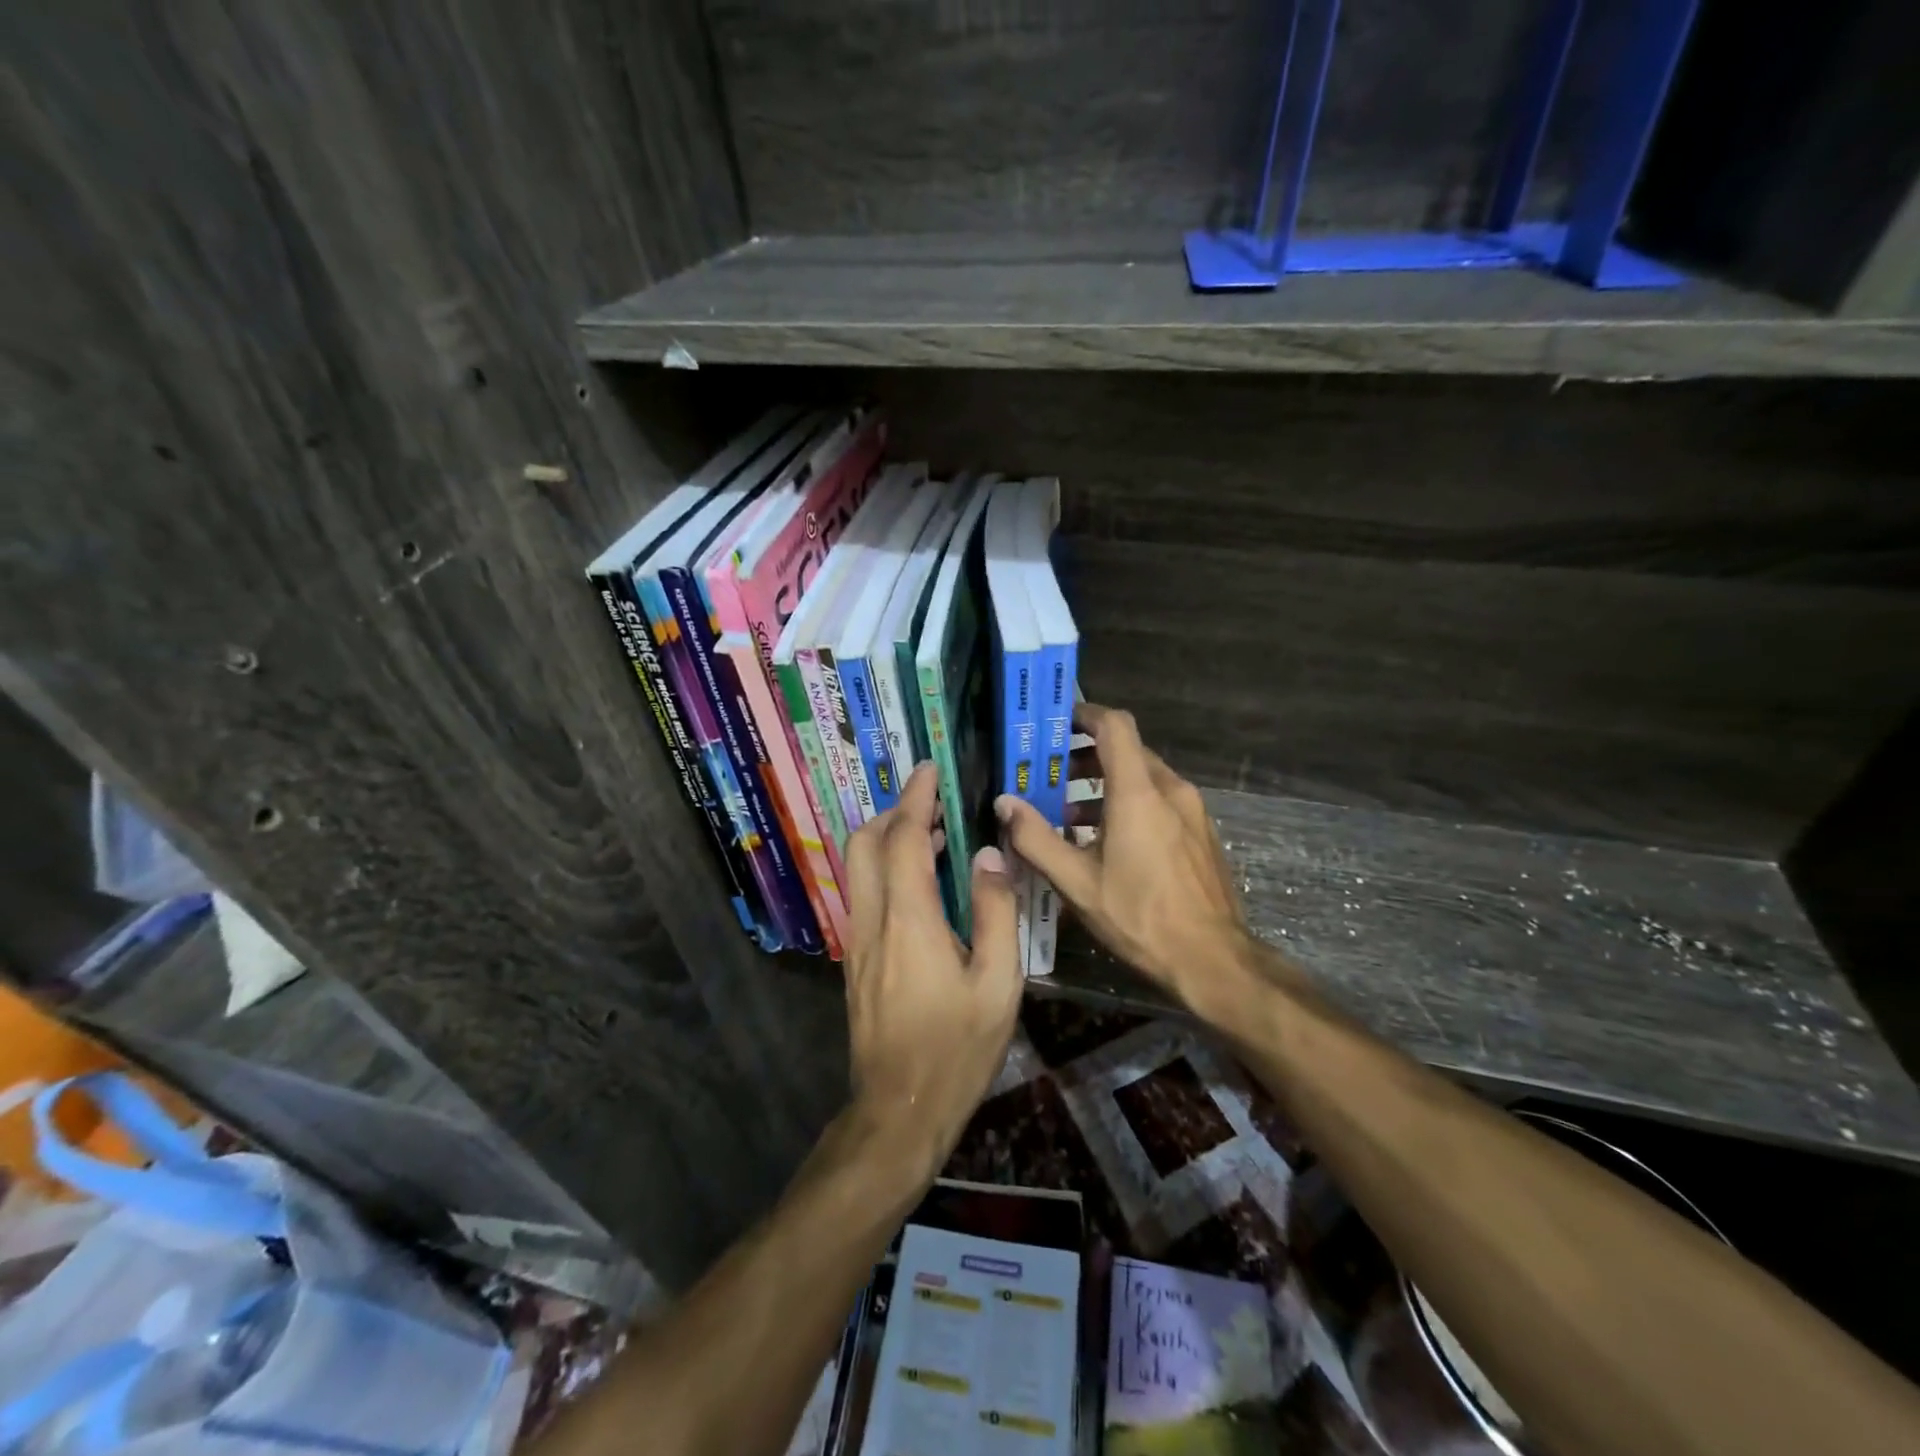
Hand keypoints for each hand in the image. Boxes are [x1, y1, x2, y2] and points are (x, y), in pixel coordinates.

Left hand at [843, 762, 1022, 1173]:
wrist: (899, 1110)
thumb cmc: (957, 1049)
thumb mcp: (998, 984)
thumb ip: (996, 912)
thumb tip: (989, 855)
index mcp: (909, 920)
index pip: (904, 839)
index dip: (916, 799)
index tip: (930, 771)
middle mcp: (872, 921)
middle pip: (863, 844)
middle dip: (892, 813)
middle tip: (931, 804)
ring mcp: (857, 942)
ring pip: (857, 869)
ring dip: (886, 840)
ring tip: (933, 838)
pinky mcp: (856, 961)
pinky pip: (864, 895)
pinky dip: (885, 870)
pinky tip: (921, 886)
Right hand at [997, 703, 1253, 1005]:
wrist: (1213, 960)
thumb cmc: (1140, 917)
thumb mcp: (1077, 882)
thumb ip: (1036, 838)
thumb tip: (1004, 803)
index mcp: (1139, 792)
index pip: (1115, 726)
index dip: (1085, 714)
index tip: (1056, 722)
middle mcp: (1170, 790)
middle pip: (1127, 751)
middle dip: (1085, 756)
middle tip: (1048, 774)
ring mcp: (1192, 811)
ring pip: (1144, 778)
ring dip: (1104, 785)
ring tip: (1068, 815)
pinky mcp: (1200, 833)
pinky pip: (1160, 801)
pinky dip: (1129, 804)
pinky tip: (1106, 842)